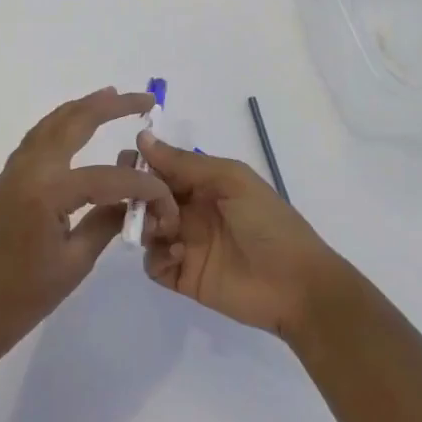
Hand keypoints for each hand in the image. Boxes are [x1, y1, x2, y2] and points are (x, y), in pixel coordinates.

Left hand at [0, 88, 177, 370]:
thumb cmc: (23, 298)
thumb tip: (134, 200)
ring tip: (111, 98)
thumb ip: (106, 222)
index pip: (109, 176)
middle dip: (110, 106)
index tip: (167, 198)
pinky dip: (60, 125)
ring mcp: (13, 171)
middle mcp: (29, 168)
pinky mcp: (6, 180)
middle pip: (73, 123)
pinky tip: (75, 128)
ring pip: (51, 124)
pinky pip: (37, 139)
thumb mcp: (74, 263)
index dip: (143, 186)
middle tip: (143, 99)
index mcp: (48, 190)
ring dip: (82, 109)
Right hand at [138, 132, 341, 340]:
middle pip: (148, 198)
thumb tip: (143, 137)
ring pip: (146, 230)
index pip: (162, 168)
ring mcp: (185, 245)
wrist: (296, 284)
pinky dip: (157, 257)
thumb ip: (184, 162)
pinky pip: (154, 264)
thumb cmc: (267, 222)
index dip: (142, 163)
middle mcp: (191, 211)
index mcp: (204, 184)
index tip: (125, 162)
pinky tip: (178, 253)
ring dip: (147, 224)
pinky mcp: (183, 277)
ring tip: (165, 228)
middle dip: (137, 194)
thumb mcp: (231, 180)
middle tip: (135, 198)